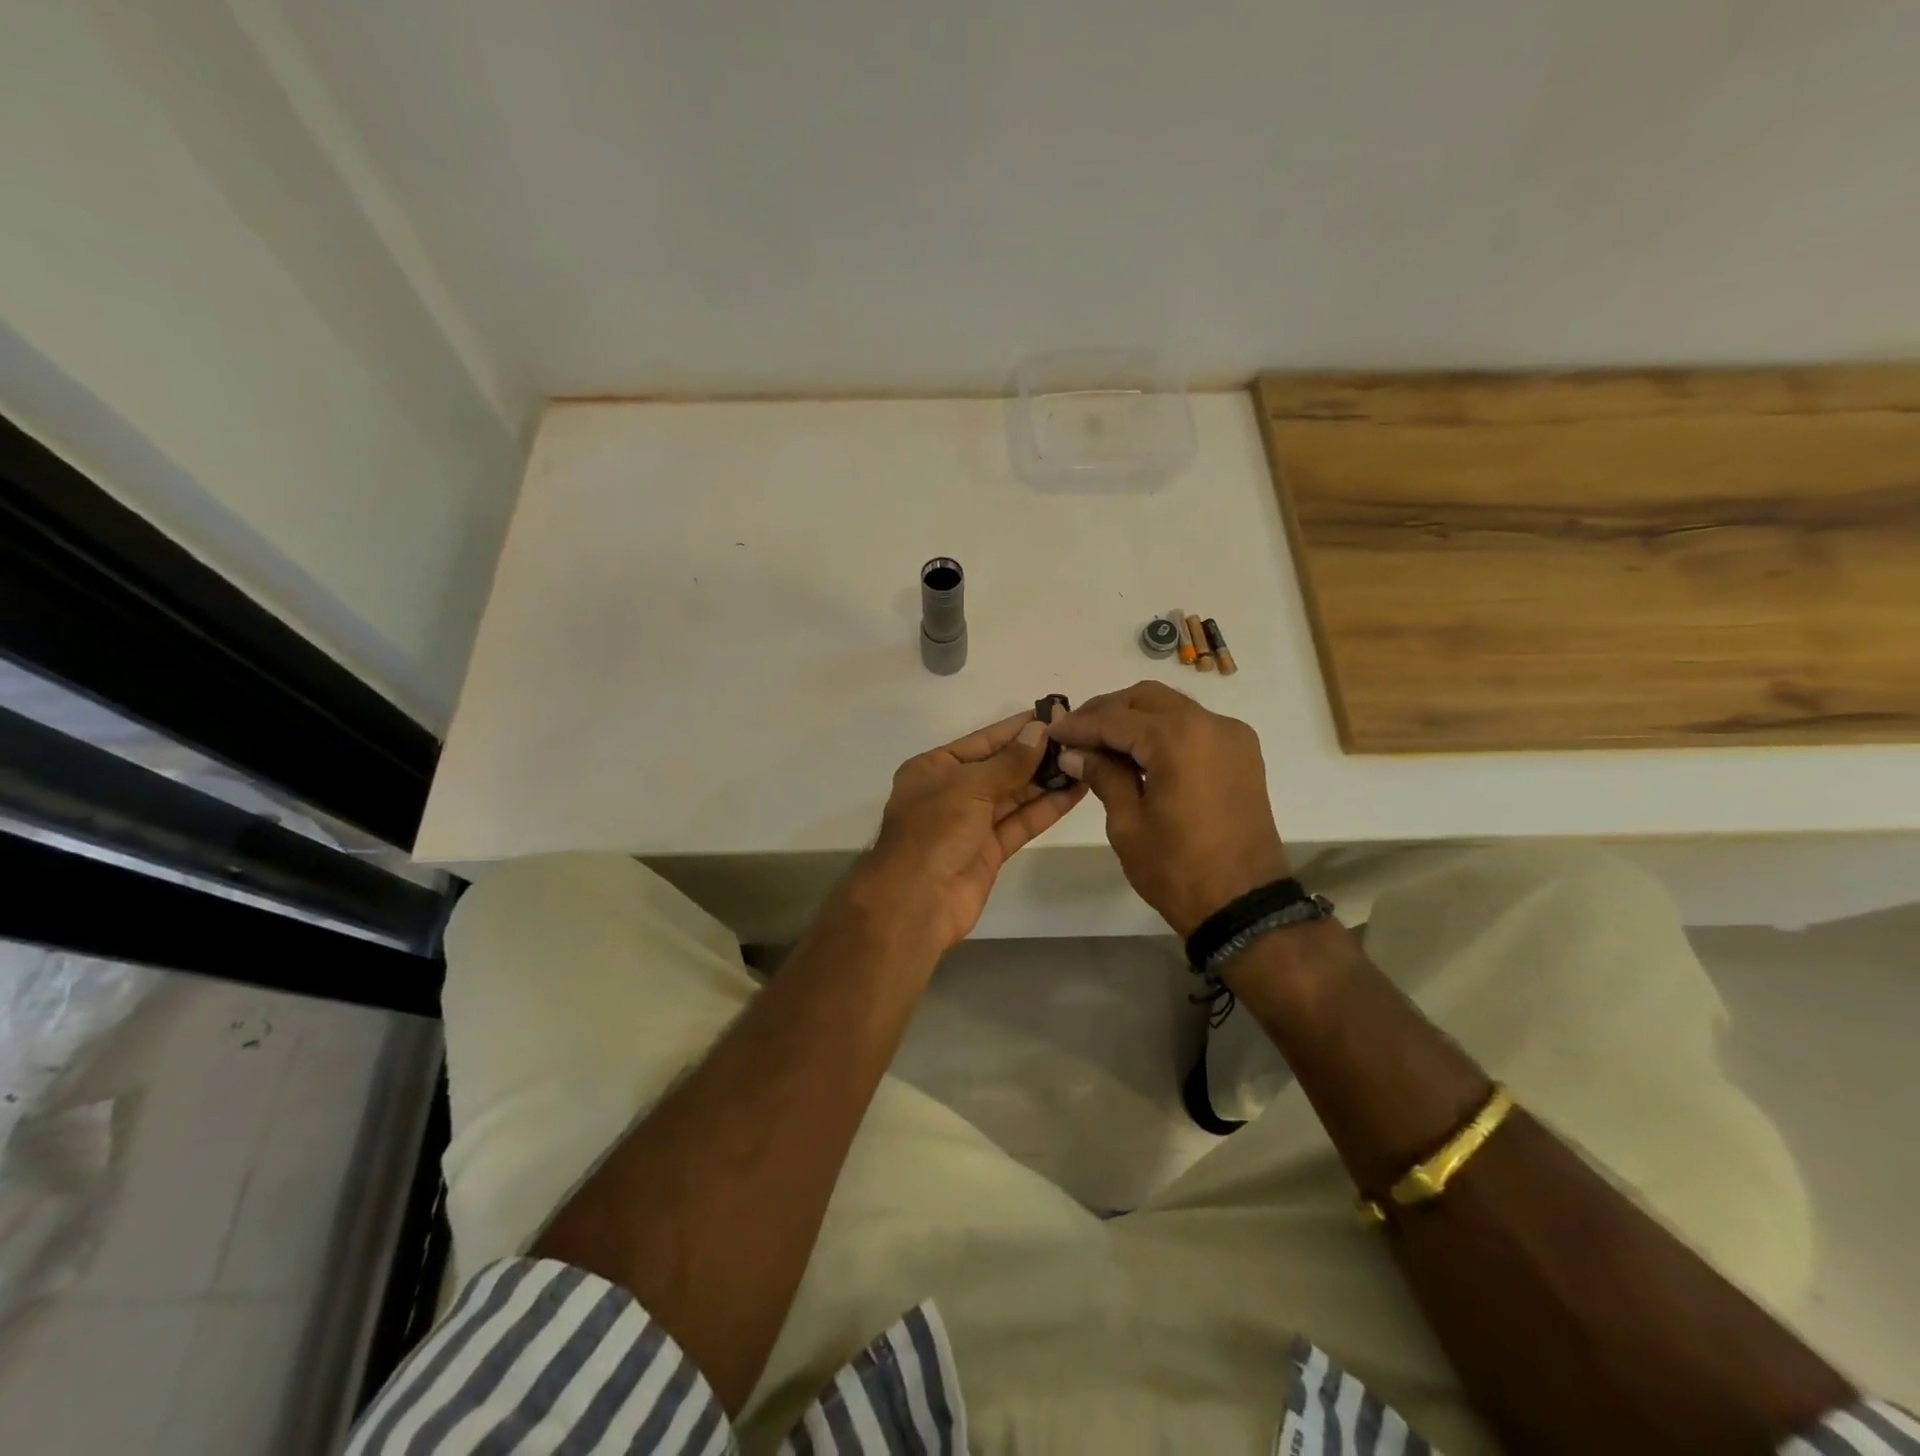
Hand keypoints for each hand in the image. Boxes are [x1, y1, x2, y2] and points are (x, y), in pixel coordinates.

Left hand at [864, 711, 1088, 951]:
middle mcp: (951, 792)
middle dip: (1036, 755)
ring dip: (1046, 781)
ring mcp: (970, 823)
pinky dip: (1046, 809)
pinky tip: (1075, 792)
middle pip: (1000, 767)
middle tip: (1078, 738)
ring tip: (1084, 762)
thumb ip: (1009, 761)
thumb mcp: (969, 786)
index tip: (1053, 714)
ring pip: (1014, 796)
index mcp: (934, 768)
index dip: (1018, 729)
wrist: (916, 901)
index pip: (983, 741)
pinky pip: (1020, 823)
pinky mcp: (989, 851)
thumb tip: (1039, 731)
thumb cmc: (934, 831)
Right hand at [1047, 681, 1290, 937]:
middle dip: (1107, 711)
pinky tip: (1138, 754)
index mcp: (1178, 738)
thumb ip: (1103, 776)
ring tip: (1101, 744)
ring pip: (1172, 708)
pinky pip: (1194, 727)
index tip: (1051, 733)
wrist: (1244, 905)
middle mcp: (1210, 724)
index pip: (1115, 720)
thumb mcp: (1128, 824)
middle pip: (1146, 698)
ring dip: (1135, 719)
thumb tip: (1075, 754)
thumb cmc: (1178, 868)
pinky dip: (1163, 731)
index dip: (1079, 726)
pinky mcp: (1242, 755)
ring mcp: (1232, 737)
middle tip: (1075, 733)